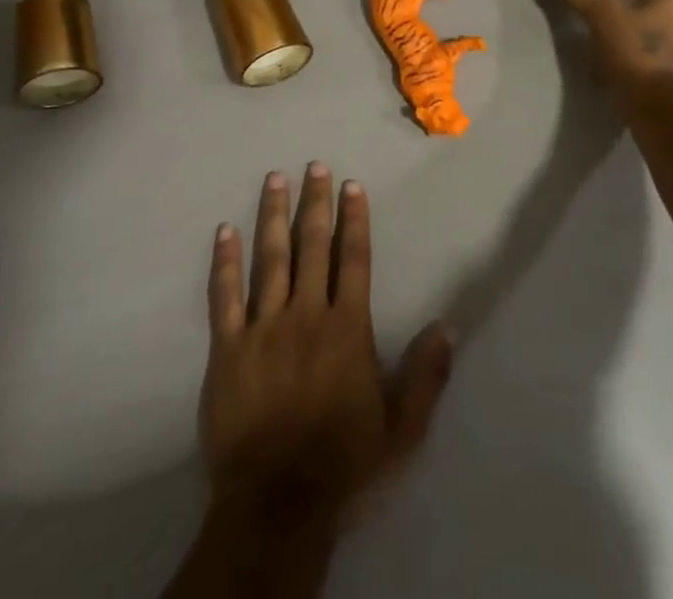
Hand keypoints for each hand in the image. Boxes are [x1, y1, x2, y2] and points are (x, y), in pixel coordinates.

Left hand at [199, 165, 454, 522]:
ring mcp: (263, 328)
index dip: (354, 219)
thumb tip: (449, 325)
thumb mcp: (402, 430)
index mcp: (347, 328)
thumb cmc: (344, 465)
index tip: (352, 185)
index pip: (354, 258)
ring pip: (269, 258)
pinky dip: (225, 262)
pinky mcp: (227, 349)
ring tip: (274, 179)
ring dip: (272, 215)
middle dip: (315, 202)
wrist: (276, 507)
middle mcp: (306, 314)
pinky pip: (224, 296)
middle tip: (314, 165)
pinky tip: (224, 231)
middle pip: (312, 245)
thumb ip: (426, 375)